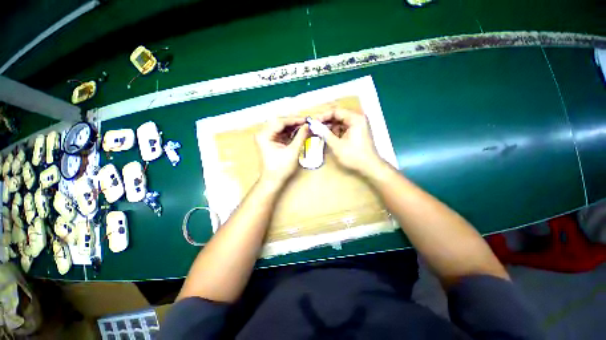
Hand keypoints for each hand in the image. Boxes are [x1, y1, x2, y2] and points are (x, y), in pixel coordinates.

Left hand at [255, 117, 307, 186]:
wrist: (273, 181)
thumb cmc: (280, 169)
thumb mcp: (292, 151)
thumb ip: (301, 137)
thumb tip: (308, 126)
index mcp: (264, 135)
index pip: (280, 122)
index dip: (294, 120)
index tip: (306, 120)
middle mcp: (263, 134)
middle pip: (280, 122)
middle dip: (294, 122)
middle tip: (306, 123)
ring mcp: (266, 137)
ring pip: (281, 127)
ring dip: (293, 127)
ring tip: (304, 127)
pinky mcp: (270, 141)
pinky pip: (281, 133)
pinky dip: (290, 132)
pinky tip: (299, 132)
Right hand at [318, 109, 382, 174]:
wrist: (370, 167)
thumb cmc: (353, 155)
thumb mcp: (336, 145)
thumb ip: (324, 133)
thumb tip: (313, 125)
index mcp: (355, 119)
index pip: (336, 112)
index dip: (323, 116)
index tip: (313, 122)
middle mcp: (358, 119)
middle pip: (339, 116)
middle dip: (327, 122)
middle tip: (315, 128)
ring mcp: (359, 126)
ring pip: (341, 123)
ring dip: (331, 128)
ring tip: (321, 134)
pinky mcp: (358, 133)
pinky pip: (345, 129)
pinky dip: (337, 133)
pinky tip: (330, 138)